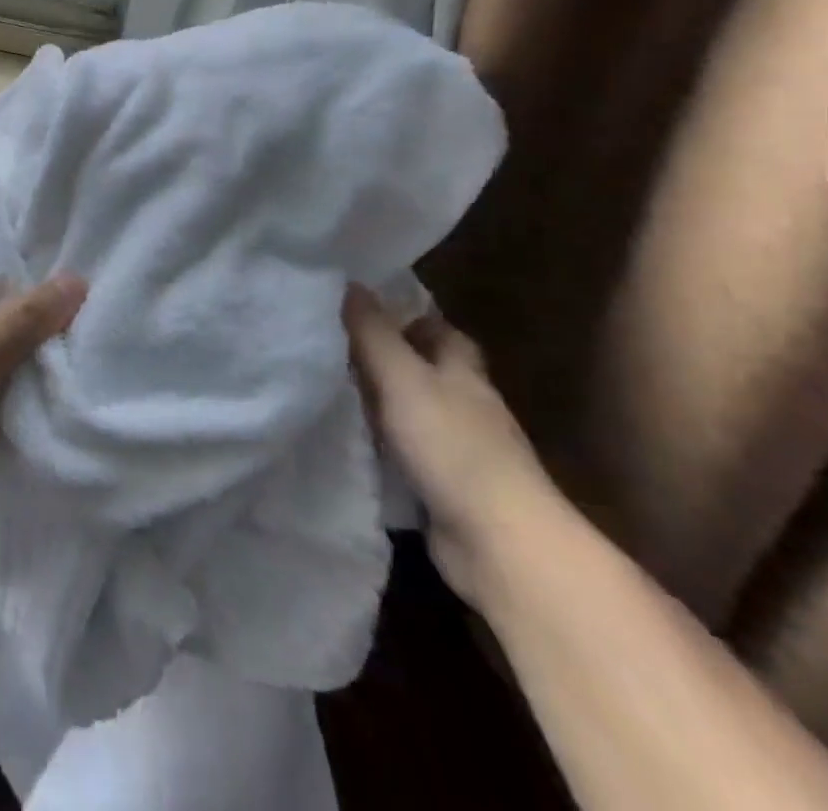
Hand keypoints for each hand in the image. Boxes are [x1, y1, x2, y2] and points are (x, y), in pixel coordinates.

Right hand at [345, 286, 558, 607]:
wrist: (499, 544)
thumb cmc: (452, 445)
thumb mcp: (402, 377)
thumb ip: (373, 333)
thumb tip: (349, 283)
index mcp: (462, 372)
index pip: (440, 331)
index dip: (407, 317)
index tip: (363, 310)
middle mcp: (466, 406)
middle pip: (426, 372)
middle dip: (387, 360)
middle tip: (333, 348)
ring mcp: (459, 451)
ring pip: (412, 413)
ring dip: (380, 404)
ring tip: (327, 389)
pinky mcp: (446, 490)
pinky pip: (405, 454)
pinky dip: (381, 446)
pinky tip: (347, 441)